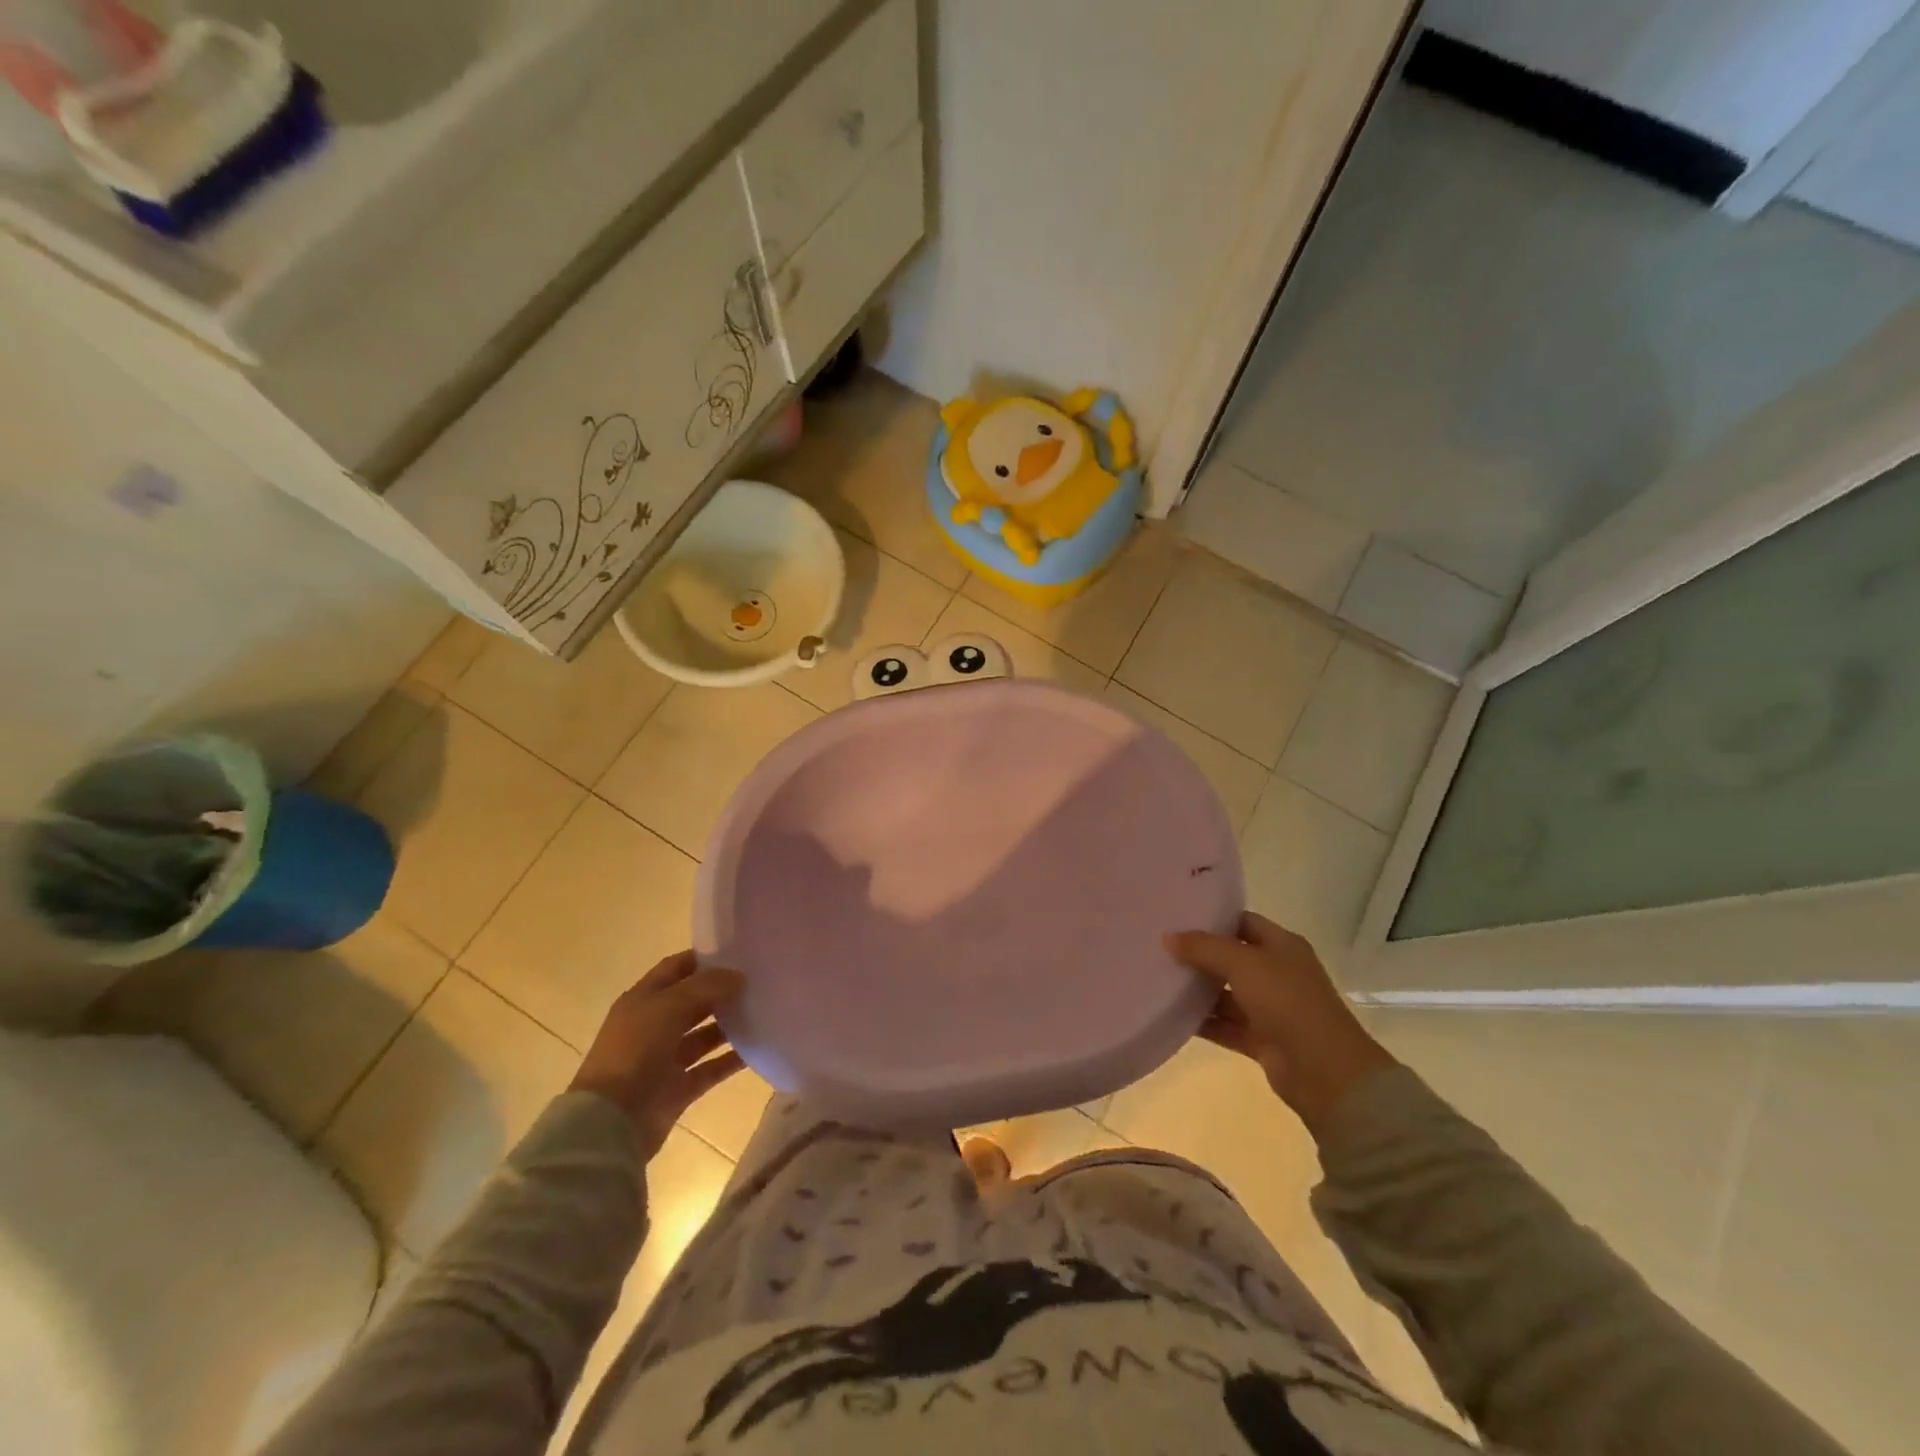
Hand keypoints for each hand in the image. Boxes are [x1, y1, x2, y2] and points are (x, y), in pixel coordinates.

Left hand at [569, 950, 746, 1159]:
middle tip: (760, 981)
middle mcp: (654, 1026)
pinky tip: (759, 1048)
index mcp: (643, 1000)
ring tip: (764, 1011)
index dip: (704, 959)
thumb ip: (706, 986)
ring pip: (704, 1035)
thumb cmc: (635, 1052)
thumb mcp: (668, 1006)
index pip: (676, 968)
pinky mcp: (679, 1089)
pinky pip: (711, 1068)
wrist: (611, 1122)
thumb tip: (738, 976)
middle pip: (693, 1001)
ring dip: (730, 1025)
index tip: (739, 953)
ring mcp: (666, 1059)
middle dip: (722, 991)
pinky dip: (732, 1060)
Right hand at [1165, 912, 1396, 1136]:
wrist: (1324, 1071)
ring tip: (1157, 979)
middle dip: (1199, 954)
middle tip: (1158, 946)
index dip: (1212, 918)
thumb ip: (1204, 948)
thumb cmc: (1287, 1002)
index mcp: (1282, 946)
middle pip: (1231, 957)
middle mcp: (1277, 973)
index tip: (1176, 916)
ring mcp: (1270, 1008)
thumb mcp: (1243, 964)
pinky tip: (1171, 1016)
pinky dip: (1203, 1021)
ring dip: (1198, 990)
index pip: (1242, 922)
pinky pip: (1225, 1025)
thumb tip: (1168, 937)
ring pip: (1226, 993)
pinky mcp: (1261, 1039)